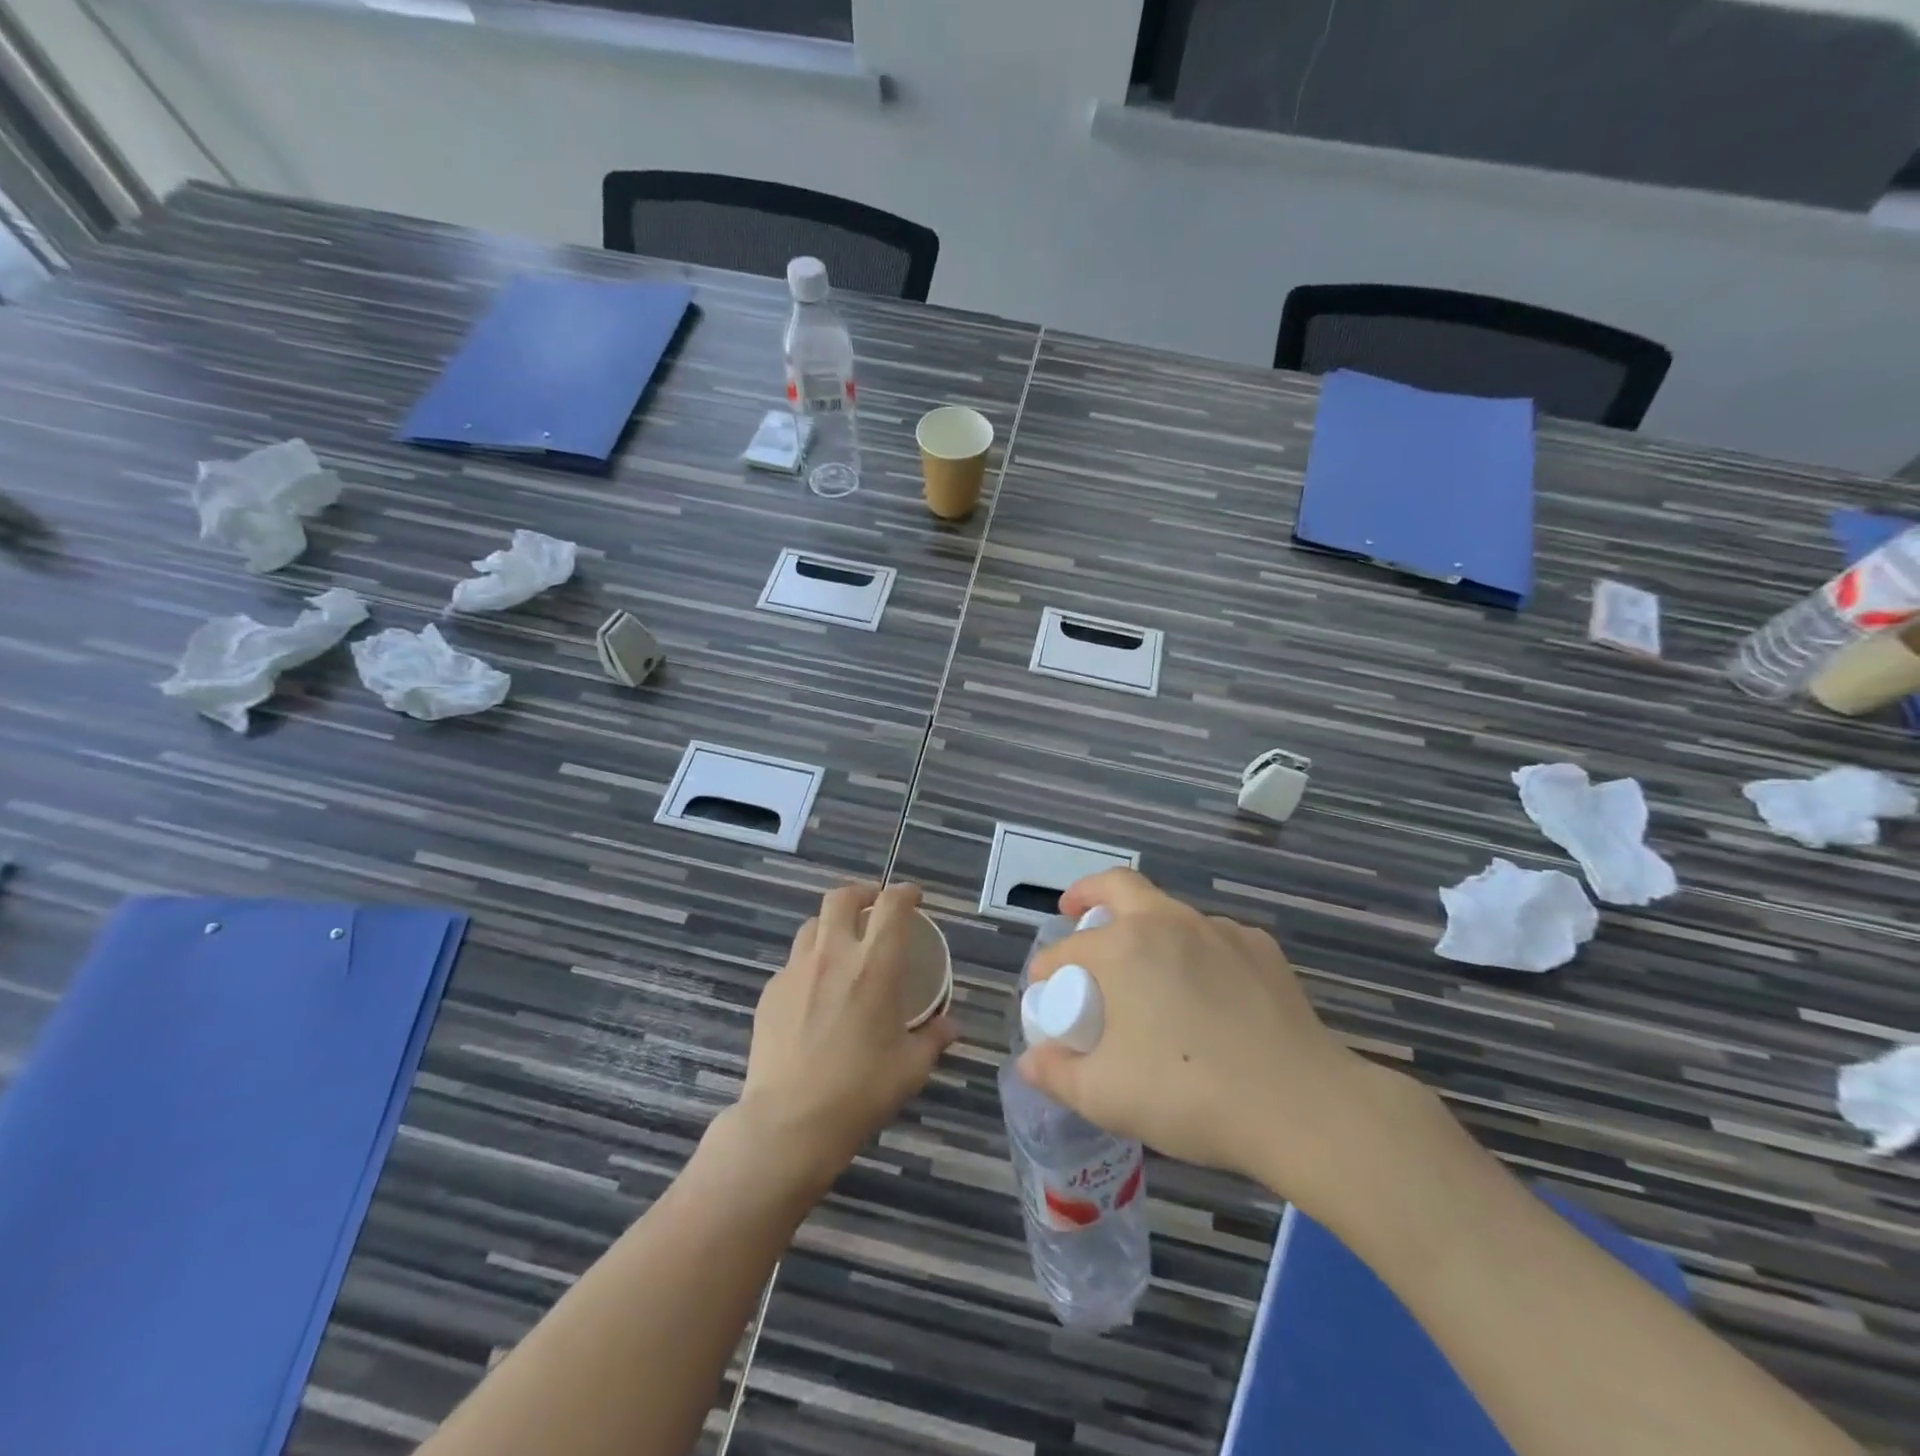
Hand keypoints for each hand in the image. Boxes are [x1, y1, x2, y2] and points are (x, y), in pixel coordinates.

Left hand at [735, 882, 956, 1187]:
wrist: (790, 1122)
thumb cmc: (861, 1091)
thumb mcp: (911, 1067)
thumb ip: (933, 1038)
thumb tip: (951, 1026)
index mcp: (875, 964)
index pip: (892, 905)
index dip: (905, 892)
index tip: (914, 897)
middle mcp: (833, 954)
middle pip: (842, 897)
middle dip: (862, 892)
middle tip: (873, 907)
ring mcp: (796, 970)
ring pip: (813, 925)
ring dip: (832, 925)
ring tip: (842, 946)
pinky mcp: (770, 992)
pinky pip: (793, 963)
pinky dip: (809, 964)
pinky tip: (814, 992)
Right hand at [1017, 868, 1391, 1211]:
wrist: (1301, 1106)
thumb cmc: (1189, 1094)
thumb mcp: (1105, 1096)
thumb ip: (1057, 1074)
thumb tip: (1029, 1061)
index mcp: (1123, 947)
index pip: (1067, 949)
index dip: (1046, 968)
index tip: (1041, 989)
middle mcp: (1168, 922)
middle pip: (1118, 885)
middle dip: (1087, 893)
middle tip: (1074, 910)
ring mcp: (1219, 930)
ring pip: (1169, 911)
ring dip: (1144, 926)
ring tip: (1146, 970)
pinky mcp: (1261, 948)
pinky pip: (1213, 938)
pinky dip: (1194, 952)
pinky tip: (1205, 992)